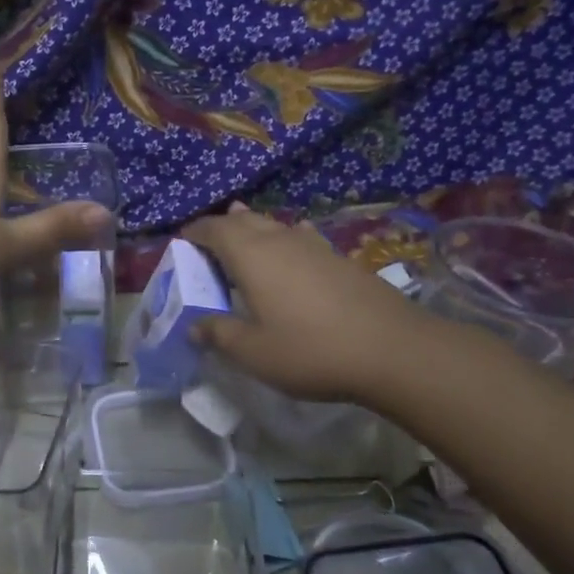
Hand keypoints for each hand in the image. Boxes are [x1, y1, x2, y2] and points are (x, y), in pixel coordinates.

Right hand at [182, 203, 434, 407]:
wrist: (392, 349)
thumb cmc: (311, 351)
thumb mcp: (254, 353)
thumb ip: (220, 335)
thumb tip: (195, 326)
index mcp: (251, 256)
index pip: (214, 229)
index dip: (195, 232)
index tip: (182, 242)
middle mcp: (280, 240)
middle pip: (244, 221)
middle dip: (222, 227)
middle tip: (208, 244)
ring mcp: (314, 246)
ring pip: (274, 226)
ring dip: (254, 229)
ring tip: (243, 232)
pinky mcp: (339, 259)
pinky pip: (300, 238)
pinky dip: (284, 240)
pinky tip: (292, 250)